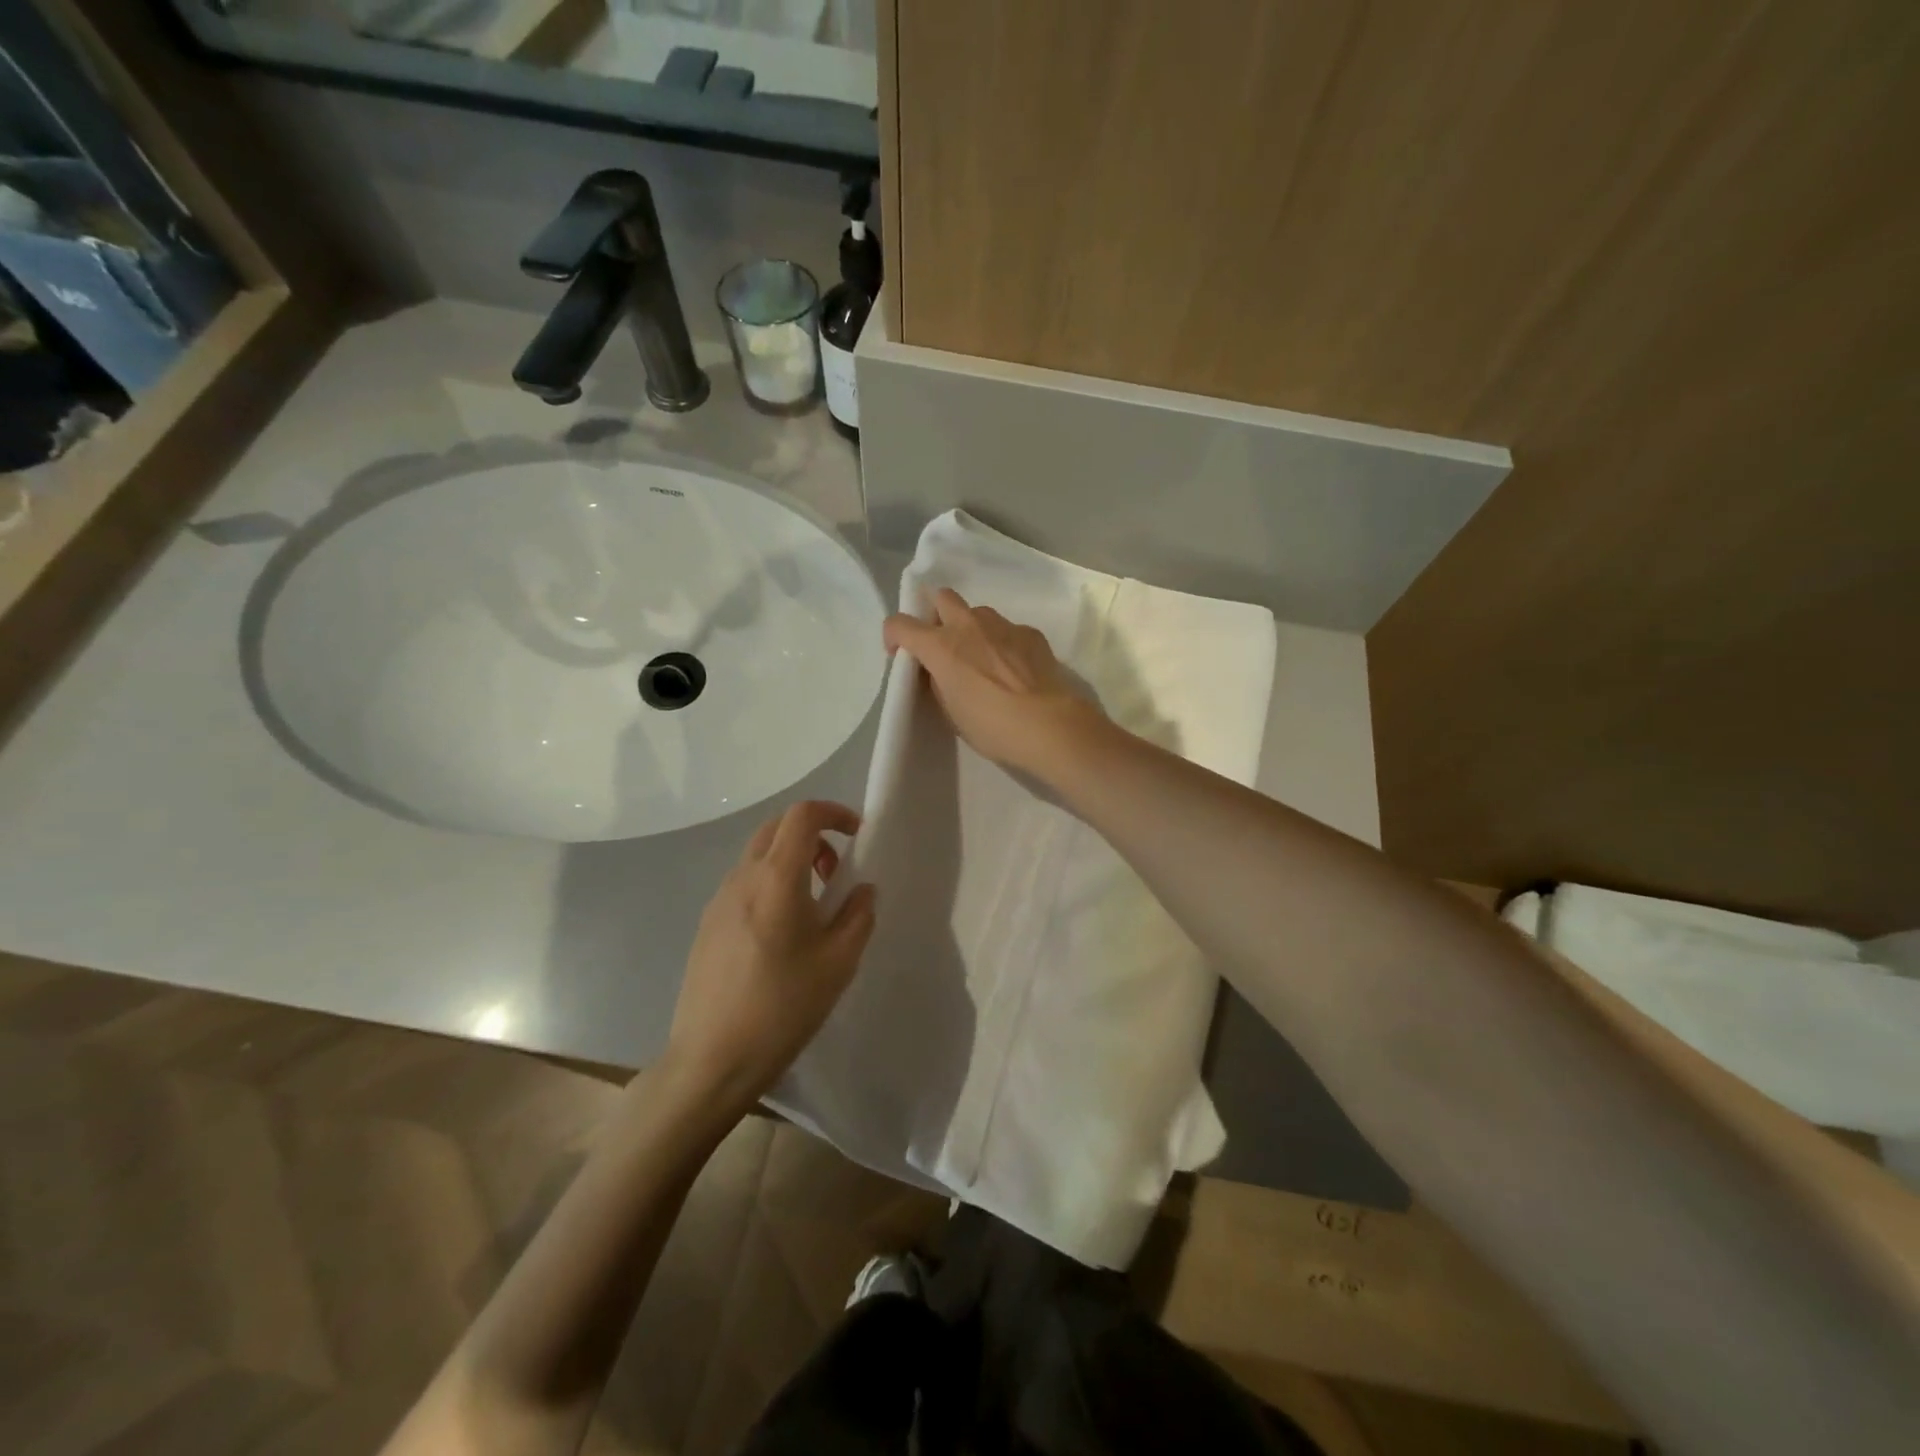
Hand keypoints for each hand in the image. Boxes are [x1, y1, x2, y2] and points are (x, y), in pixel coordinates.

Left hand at [665, 801, 876, 1113]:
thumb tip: (863, 889)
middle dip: (813, 835)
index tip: (857, 836)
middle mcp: (742, 878)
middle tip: (835, 873)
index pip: (802, 816)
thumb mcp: (839, 963)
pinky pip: (744, 882)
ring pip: (758, 854)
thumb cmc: (783, 1008)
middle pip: (777, 828)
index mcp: (776, 879)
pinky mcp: (707, 923)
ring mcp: (719, 899)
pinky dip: (771, 882)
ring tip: (813, 906)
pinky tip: (782, 932)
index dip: (834, 813)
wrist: (711, 1059)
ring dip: (790, 860)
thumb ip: (858, 915)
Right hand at [883, 588, 1105, 777]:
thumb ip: (939, 682)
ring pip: (978, 612)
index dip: (894, 637)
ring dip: (972, 628)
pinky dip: (1004, 643)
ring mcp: (1002, 625)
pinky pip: (1008, 629)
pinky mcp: (1030, 633)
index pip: (899, 623)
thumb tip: (940, 670)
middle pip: (942, 597)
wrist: (1047, 724)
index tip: (902, 655)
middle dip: (937, 615)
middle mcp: (968, 625)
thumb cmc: (991, 726)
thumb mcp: (951, 711)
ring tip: (983, 659)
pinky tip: (1014, 668)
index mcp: (941, 646)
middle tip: (944, 645)